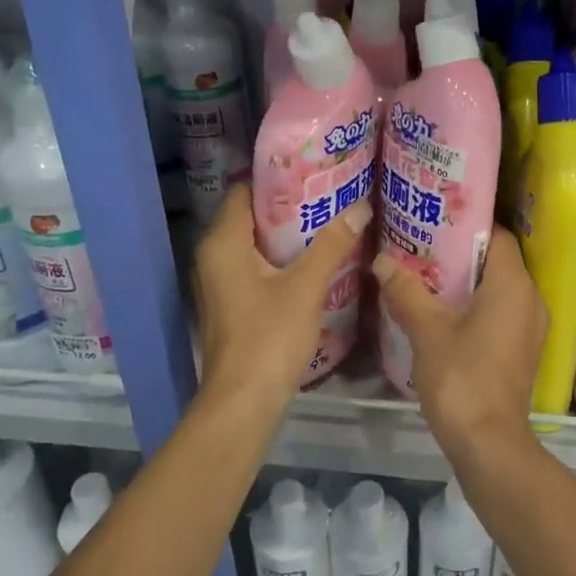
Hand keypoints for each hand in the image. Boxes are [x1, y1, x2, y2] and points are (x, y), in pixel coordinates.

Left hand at [193, 184, 369, 413]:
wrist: (244, 402)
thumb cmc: (269, 337)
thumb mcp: (306, 286)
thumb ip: (332, 244)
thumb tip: (361, 206)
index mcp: (223, 243)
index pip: (244, 191)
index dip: (278, 180)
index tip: (314, 173)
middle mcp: (214, 256)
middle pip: (251, 217)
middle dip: (290, 207)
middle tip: (331, 196)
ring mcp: (221, 282)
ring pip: (255, 244)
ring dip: (288, 235)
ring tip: (329, 223)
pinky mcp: (232, 304)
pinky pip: (256, 267)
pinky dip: (282, 259)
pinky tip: (315, 261)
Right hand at [372, 229, 545, 463]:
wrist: (488, 443)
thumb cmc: (461, 377)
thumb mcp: (427, 330)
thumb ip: (405, 291)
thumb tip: (382, 261)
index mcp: (513, 285)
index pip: (498, 235)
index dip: (468, 225)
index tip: (435, 221)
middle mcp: (530, 299)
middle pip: (497, 261)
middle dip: (460, 254)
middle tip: (421, 247)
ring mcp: (530, 327)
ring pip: (498, 289)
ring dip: (465, 282)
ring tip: (424, 276)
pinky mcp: (522, 349)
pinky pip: (500, 312)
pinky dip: (475, 306)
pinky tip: (441, 313)